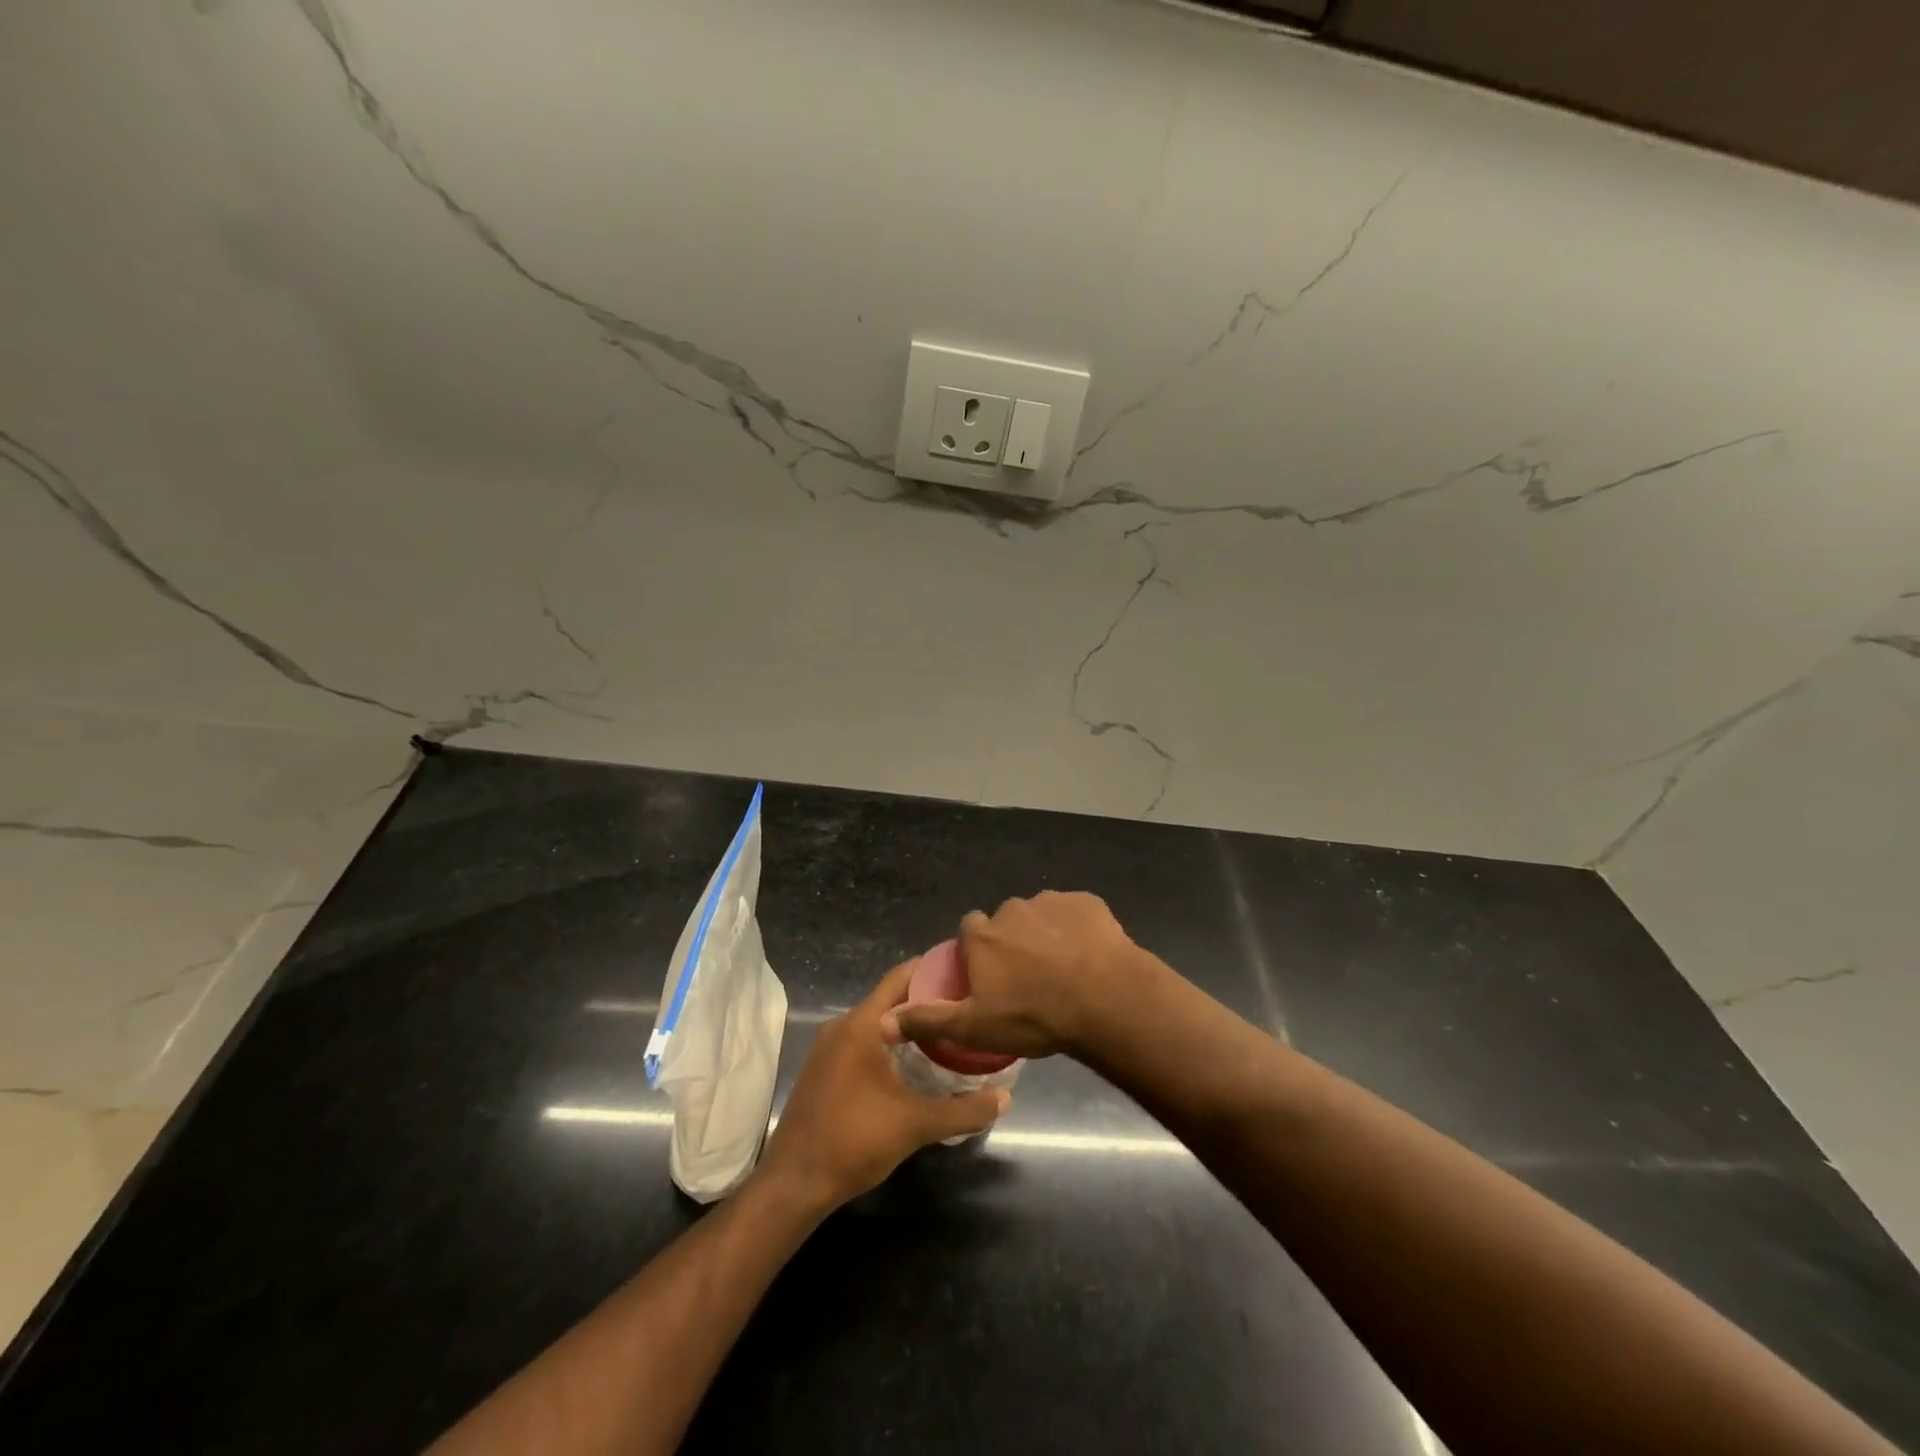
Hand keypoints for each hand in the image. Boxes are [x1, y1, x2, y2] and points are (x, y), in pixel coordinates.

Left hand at [757, 961, 1009, 1211]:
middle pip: (890, 998)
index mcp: (862, 1025)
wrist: (794, 1183)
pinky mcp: (824, 1068)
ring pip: (876, 1021)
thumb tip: (1006, 1098)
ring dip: (907, 1024)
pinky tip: (913, 1062)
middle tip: (964, 1005)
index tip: (964, 970)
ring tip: (947, 1031)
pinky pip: (862, 1040)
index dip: (932, 969)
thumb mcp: (915, 1125)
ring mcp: (828, 1047)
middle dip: (926, 999)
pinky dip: (889, 1042)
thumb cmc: (854, 1141)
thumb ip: (963, 1110)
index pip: (900, 977)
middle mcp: (842, 1026)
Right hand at [880, 891, 1150, 1061]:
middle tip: (1031, 979)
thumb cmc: (1034, 1016)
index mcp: (983, 935)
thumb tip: (881, 1024)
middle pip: (1007, 922)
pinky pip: (1076, 914)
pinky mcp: (1087, 903)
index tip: (991, 977)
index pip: (971, 931)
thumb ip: (928, 1020)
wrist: (1104, 999)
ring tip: (1064, 971)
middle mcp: (1012, 909)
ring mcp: (1052, 902)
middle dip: (1014, 943)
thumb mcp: (974, 1027)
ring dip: (1047, 936)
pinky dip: (1079, 930)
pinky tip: (1090, 957)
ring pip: (1042, 917)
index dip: (979, 952)